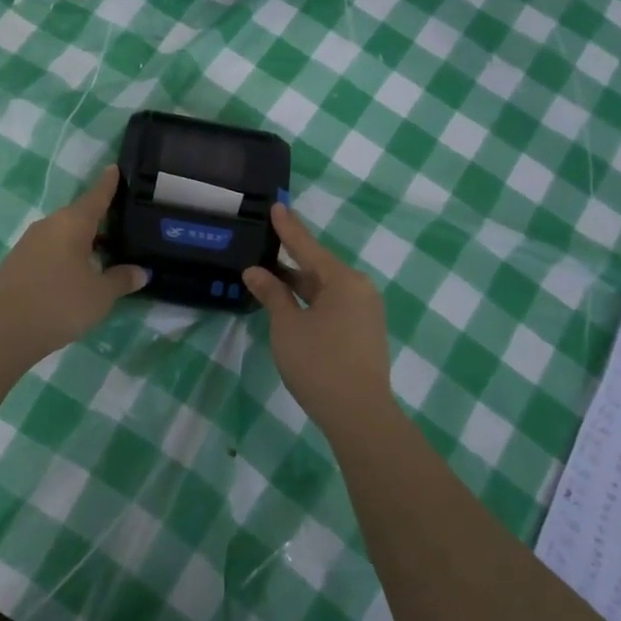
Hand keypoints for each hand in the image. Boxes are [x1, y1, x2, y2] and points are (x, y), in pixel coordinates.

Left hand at [0, 165, 147, 362]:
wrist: (3, 331)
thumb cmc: (60, 304)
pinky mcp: (15, 263)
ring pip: (61, 235)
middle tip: (120, 228)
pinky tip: (72, 277)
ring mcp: (28, 243)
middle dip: (98, 221)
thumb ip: (121, 280)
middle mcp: (48, 225)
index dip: (108, 184)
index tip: (114, 168)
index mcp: (72, 223)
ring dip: (80, 242)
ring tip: (100, 257)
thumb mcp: (100, 295)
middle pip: (78, 216)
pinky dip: (63, 257)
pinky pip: (47, 251)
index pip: (96, 196)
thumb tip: (140, 271)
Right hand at [243, 205, 393, 435]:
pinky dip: (311, 300)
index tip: (277, 206)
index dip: (289, 228)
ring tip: (270, 275)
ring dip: (299, 284)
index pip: (308, 247)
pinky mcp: (365, 332)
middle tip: (266, 242)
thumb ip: (272, 294)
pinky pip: (334, 304)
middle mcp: (359, 289)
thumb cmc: (319, 363)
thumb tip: (255, 271)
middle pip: (319, 267)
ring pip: (326, 288)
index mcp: (343, 280)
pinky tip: (291, 304)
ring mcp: (365, 312)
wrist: (359, 414)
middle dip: (291, 258)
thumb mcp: (287, 326)